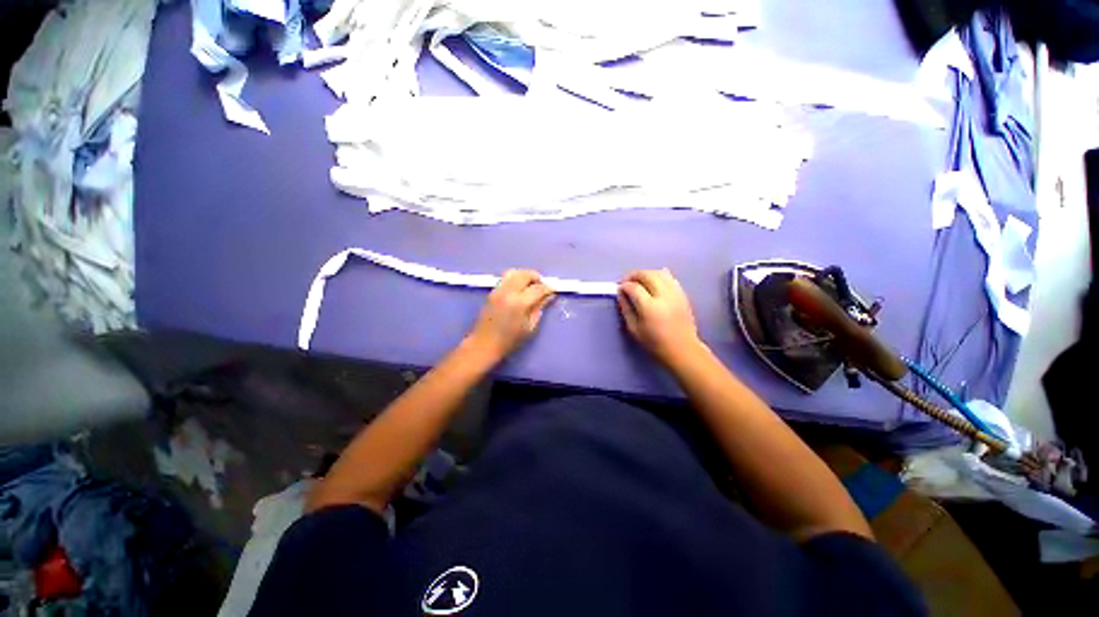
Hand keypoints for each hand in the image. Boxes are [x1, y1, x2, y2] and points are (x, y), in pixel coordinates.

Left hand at [467, 270, 554, 359]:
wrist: (484, 344)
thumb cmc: (510, 340)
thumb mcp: (530, 327)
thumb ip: (539, 308)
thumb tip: (549, 296)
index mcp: (519, 303)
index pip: (538, 288)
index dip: (548, 288)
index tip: (553, 290)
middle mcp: (508, 292)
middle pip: (525, 274)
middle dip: (536, 277)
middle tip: (542, 286)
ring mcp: (498, 290)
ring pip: (514, 272)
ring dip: (525, 275)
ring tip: (531, 285)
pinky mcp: (492, 292)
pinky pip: (506, 278)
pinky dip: (516, 279)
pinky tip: (520, 289)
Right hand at [618, 269, 702, 365]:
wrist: (682, 350)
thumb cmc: (655, 343)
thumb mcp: (634, 329)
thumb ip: (626, 309)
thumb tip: (621, 294)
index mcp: (650, 307)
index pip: (634, 287)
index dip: (624, 285)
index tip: (619, 288)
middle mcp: (664, 296)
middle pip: (647, 275)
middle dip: (634, 275)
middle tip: (626, 281)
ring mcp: (675, 294)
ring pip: (660, 273)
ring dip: (647, 273)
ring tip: (639, 281)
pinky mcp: (682, 294)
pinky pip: (670, 278)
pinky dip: (659, 276)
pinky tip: (653, 282)